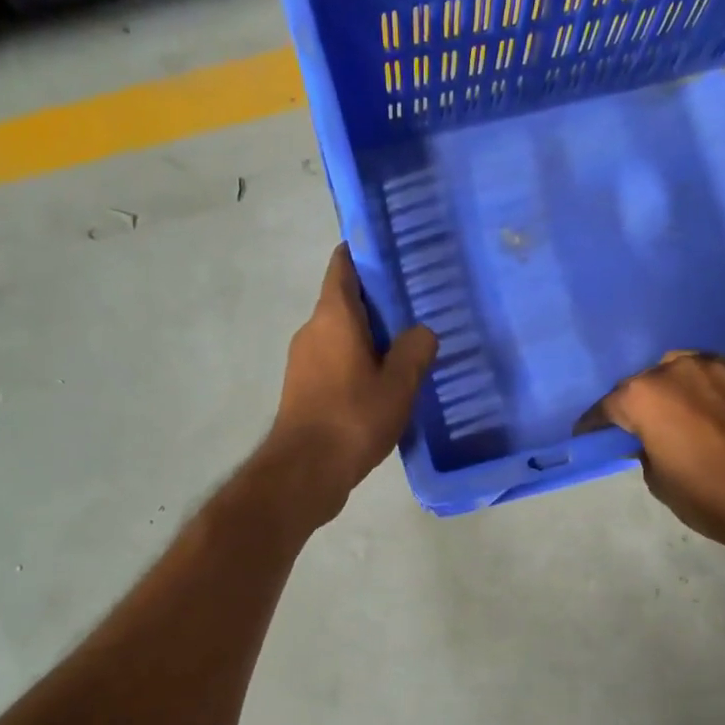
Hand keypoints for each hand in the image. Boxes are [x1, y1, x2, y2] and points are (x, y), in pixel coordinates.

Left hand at [262, 245, 437, 525]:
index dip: (364, 253)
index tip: (391, 252)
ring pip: (339, 334)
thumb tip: (422, 332)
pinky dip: (356, 361)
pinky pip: (333, 360)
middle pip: (344, 301)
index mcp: (333, 317)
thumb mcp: (397, 385)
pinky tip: (383, 382)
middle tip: (415, 305)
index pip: (343, 266)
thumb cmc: (352, 418)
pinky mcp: (303, 388)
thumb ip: (414, 351)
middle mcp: (312, 330)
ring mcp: (303, 360)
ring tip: (405, 346)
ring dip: (367, 336)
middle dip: (376, 301)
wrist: (304, 471)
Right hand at [593, 352, 724, 580]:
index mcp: (644, 395)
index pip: (607, 406)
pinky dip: (719, 391)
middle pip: (648, 381)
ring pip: (688, 370)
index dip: (595, 425)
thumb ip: (644, 449)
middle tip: (648, 427)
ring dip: (682, 390)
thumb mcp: (659, 482)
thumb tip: (649, 439)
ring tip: (691, 414)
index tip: (590, 436)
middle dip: (643, 402)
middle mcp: (678, 367)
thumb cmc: (712, 496)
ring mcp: (722, 364)